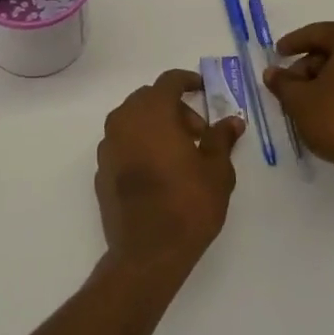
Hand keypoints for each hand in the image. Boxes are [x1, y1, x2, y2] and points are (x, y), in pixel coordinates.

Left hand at [95, 70, 241, 280]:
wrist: (147, 253)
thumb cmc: (188, 205)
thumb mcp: (217, 170)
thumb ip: (221, 139)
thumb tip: (232, 121)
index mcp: (152, 112)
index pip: (169, 81)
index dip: (188, 81)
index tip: (203, 90)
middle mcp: (124, 121)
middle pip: (149, 99)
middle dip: (174, 108)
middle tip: (198, 133)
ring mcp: (107, 146)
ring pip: (132, 120)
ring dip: (155, 126)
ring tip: (179, 153)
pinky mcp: (101, 170)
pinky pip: (122, 143)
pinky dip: (139, 145)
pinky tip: (157, 171)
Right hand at [264, 23, 333, 187]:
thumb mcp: (298, 100)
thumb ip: (282, 81)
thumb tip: (272, 72)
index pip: (320, 33)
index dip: (294, 42)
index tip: (278, 53)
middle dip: (312, 63)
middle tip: (292, 82)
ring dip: (331, 77)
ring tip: (309, 98)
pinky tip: (333, 107)